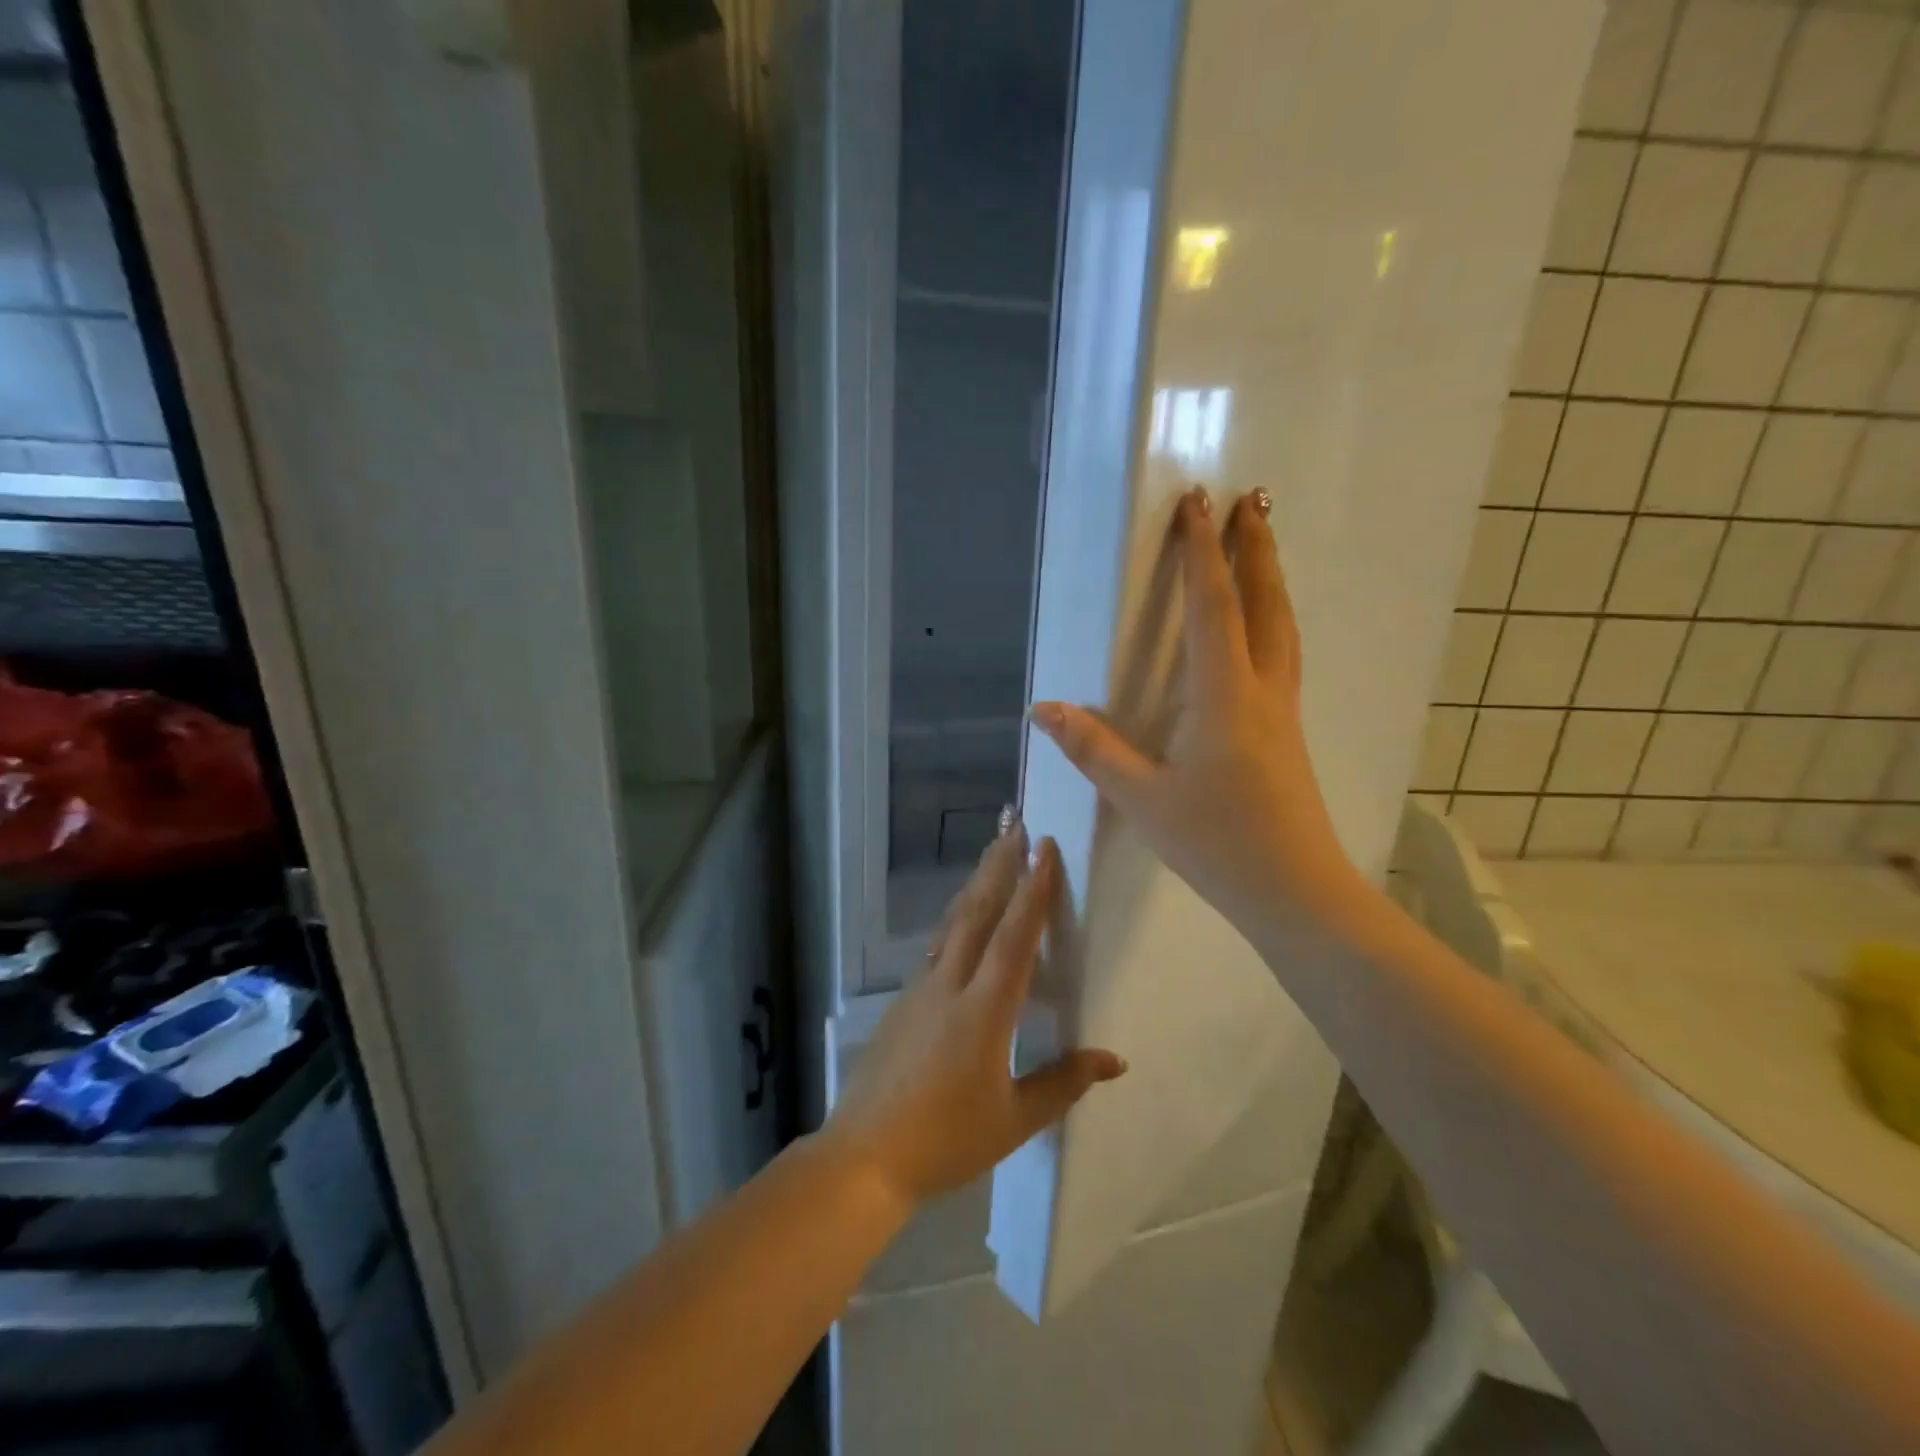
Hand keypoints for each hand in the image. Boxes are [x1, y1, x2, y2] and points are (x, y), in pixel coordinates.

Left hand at [820, 829, 1125, 1211]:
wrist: (864, 1156)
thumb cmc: (946, 1141)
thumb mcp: (1014, 1119)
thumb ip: (1063, 1083)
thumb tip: (1114, 1060)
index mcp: (984, 1011)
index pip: (1014, 937)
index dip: (1033, 890)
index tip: (1044, 848)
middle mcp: (950, 986)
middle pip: (977, 912)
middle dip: (999, 865)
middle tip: (1015, 825)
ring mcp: (921, 990)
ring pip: (952, 923)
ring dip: (975, 884)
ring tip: (992, 854)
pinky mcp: (903, 1001)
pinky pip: (937, 946)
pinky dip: (956, 919)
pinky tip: (961, 918)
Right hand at [1031, 488, 1360, 938]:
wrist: (1295, 891)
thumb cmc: (1216, 842)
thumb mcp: (1142, 798)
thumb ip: (1093, 750)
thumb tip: (1042, 710)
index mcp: (1224, 695)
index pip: (1212, 606)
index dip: (1202, 552)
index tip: (1197, 502)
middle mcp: (1262, 689)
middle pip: (1265, 602)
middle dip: (1256, 547)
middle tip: (1254, 499)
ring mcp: (1283, 710)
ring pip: (1284, 627)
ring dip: (1272, 579)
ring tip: (1263, 547)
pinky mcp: (1288, 731)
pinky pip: (1283, 654)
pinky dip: (1273, 619)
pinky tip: (1263, 629)